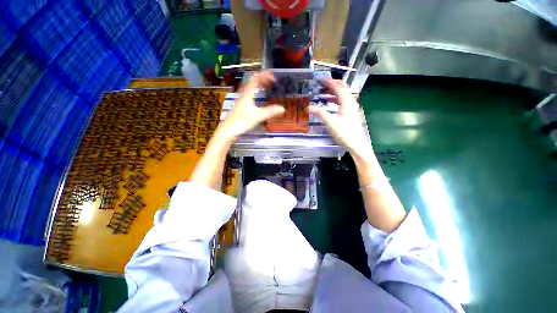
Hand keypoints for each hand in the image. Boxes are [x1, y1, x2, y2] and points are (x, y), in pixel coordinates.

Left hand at [215, 71, 284, 142]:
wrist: (227, 130)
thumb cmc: (241, 122)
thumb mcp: (257, 116)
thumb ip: (269, 112)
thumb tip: (283, 108)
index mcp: (247, 94)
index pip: (255, 79)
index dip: (264, 75)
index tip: (273, 76)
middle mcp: (244, 95)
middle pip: (253, 82)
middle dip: (263, 79)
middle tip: (273, 81)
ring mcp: (242, 101)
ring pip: (251, 89)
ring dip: (260, 86)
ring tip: (268, 87)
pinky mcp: (241, 107)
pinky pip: (251, 96)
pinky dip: (257, 94)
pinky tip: (260, 99)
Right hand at [309, 79, 374, 162]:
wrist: (356, 144)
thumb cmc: (344, 132)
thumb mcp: (330, 122)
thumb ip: (320, 113)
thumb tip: (309, 107)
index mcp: (346, 102)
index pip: (338, 88)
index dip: (330, 83)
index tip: (322, 80)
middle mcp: (351, 102)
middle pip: (344, 89)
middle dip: (334, 84)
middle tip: (325, 84)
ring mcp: (352, 108)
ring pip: (344, 95)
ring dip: (335, 92)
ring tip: (326, 93)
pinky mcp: (351, 114)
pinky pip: (343, 102)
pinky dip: (337, 100)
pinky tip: (331, 105)